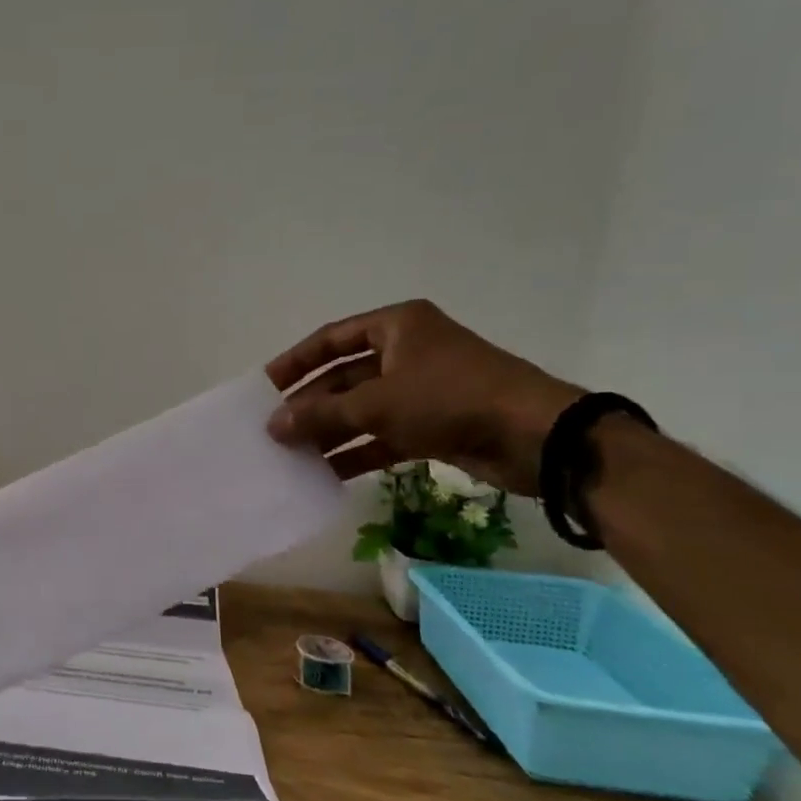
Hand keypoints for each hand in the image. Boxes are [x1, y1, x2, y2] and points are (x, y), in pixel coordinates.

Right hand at [265, 300, 581, 493]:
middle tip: (274, 430)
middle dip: (311, 405)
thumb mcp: (378, 403)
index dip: (295, 361)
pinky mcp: (433, 425)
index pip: (331, 339)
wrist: (536, 437)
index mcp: (397, 327)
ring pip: (362, 410)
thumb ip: (322, 414)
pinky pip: (383, 436)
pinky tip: (326, 473)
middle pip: (344, 377)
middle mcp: (406, 353)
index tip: (265, 385)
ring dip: (330, 432)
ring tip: (292, 456)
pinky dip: (357, 452)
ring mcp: (421, 391)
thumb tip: (272, 426)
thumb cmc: (450, 398)